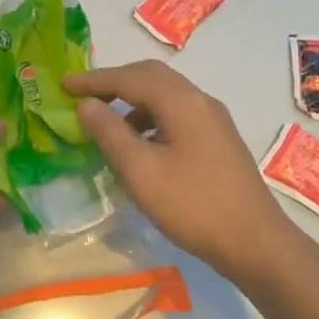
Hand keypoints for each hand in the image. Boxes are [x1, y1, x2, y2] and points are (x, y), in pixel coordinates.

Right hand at [65, 60, 303, 288]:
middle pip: (151, 76)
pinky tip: (140, 144)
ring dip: (133, 100)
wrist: (255, 242)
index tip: (63, 84)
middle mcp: (200, 101)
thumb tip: (87, 104)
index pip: (129, 78)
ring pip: (166, 95)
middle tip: (83, 94)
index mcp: (181, 102)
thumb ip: (109, 133)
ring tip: (107, 123)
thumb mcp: (140, 171)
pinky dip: (151, 117)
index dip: (93, 80)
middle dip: (114, 82)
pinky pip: (177, 114)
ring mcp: (214, 120)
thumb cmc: (192, 205)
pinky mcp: (219, 140)